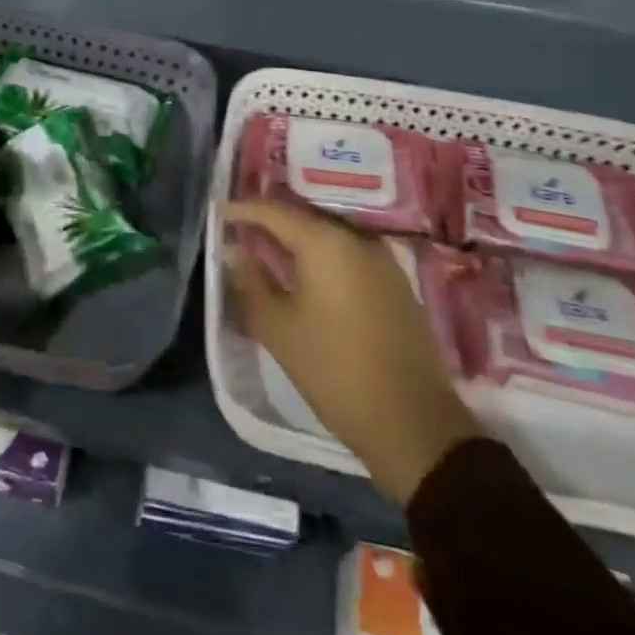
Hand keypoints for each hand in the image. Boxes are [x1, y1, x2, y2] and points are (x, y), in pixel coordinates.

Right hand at [224, 198, 480, 504]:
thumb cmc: (335, 371)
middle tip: (239, 230)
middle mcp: (357, 238)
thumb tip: (235, 252)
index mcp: (326, 242)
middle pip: (303, 216)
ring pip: (328, 234)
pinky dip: (321, 256)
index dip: (243, 210)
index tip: (219, 212)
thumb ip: (251, 283)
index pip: (274, 211)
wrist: (415, 425)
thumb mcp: (278, 329)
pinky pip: (348, 253)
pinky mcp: (396, 282)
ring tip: (267, 249)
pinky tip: (304, 273)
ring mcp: (382, 259)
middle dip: (270, 221)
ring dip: (296, 239)